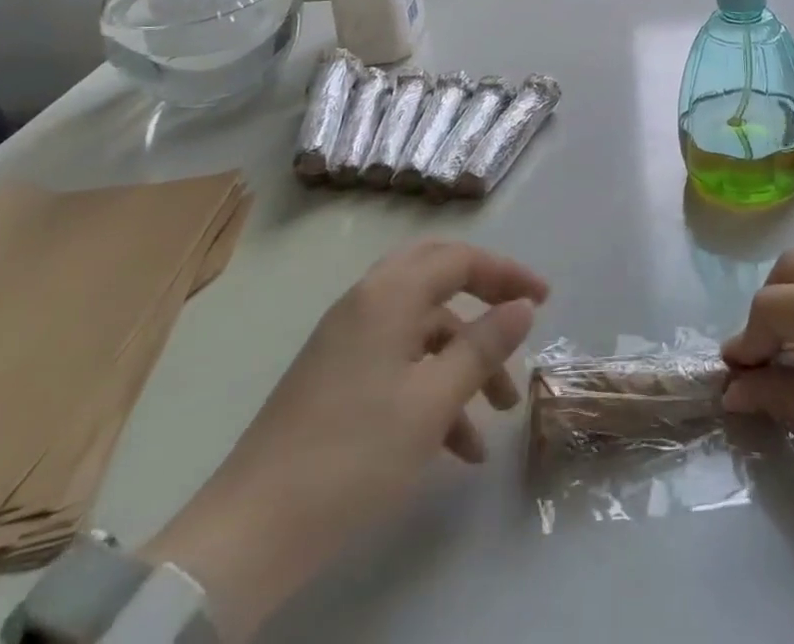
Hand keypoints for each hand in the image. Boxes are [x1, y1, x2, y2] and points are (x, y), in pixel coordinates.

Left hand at [142, 240, 548, 641]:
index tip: (544, 300)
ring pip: (421, 328)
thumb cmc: (353, 455)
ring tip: (497, 413)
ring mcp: (347, 341)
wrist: (249, 535)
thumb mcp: (433, 402)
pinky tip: (458, 447)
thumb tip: (522, 307)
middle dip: (483, 299)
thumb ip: (483, 346)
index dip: (506, 274)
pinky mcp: (335, 378)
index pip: (459, 258)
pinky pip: (398, 362)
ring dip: (463, 358)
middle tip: (519, 321)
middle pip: (437, 276)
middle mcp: (367, 303)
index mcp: (389, 295)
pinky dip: (432, 387)